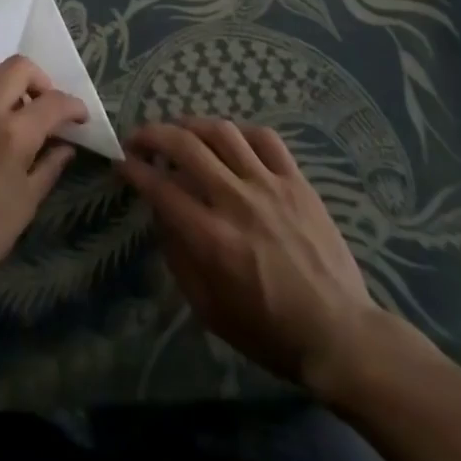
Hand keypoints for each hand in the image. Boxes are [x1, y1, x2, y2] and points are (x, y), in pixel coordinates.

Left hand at [0, 57, 85, 302]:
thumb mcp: (24, 206)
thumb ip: (49, 167)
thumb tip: (66, 145)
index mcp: (12, 135)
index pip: (53, 102)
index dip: (73, 106)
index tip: (78, 117)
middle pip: (19, 66)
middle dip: (40, 80)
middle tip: (43, 104)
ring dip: (4, 81)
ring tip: (7, 108)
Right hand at [119, 118, 411, 405]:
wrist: (340, 335)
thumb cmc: (269, 331)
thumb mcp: (209, 309)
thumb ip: (178, 258)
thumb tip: (161, 214)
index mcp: (212, 238)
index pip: (160, 188)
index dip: (134, 169)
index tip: (121, 161)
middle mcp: (236, 201)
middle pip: (184, 146)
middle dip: (152, 135)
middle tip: (139, 138)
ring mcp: (270, 186)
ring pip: (222, 132)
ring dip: (191, 125)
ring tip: (180, 131)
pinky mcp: (297, 181)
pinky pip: (265, 138)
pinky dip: (240, 132)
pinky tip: (230, 140)